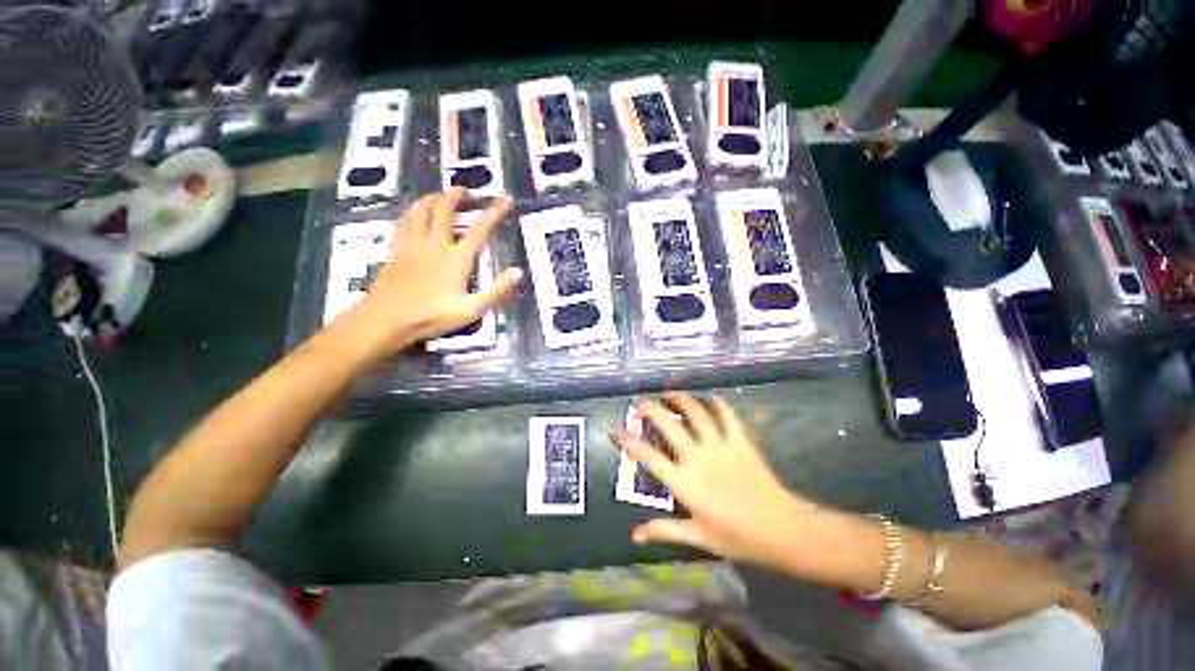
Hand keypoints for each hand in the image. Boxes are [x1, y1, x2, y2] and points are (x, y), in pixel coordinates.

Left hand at [346, 189, 521, 360]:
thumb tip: (519, 271)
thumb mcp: (472, 309)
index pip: (480, 229)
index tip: (507, 199)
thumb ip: (497, 290)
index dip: (495, 212)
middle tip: (467, 193)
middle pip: (445, 209)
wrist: (386, 320)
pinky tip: (416, 214)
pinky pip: (404, 221)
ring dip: (433, 198)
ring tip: (441, 197)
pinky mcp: (396, 249)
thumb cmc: (432, 316)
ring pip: (421, 209)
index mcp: (457, 258)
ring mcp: (412, 244)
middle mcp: (435, 244)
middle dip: (457, 195)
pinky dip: (413, 212)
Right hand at [610, 392, 819, 567]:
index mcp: (683, 481)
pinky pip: (727, 416)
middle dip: (651, 409)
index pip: (647, 455)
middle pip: (668, 424)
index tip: (613, 428)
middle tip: (641, 403)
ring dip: (680, 399)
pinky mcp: (739, 441)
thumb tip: (634, 534)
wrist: (781, 529)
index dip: (627, 440)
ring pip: (695, 413)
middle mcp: (697, 456)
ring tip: (669, 394)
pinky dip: (718, 403)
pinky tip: (711, 397)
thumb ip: (664, 531)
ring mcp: (719, 445)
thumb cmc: (737, 537)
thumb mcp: (698, 537)